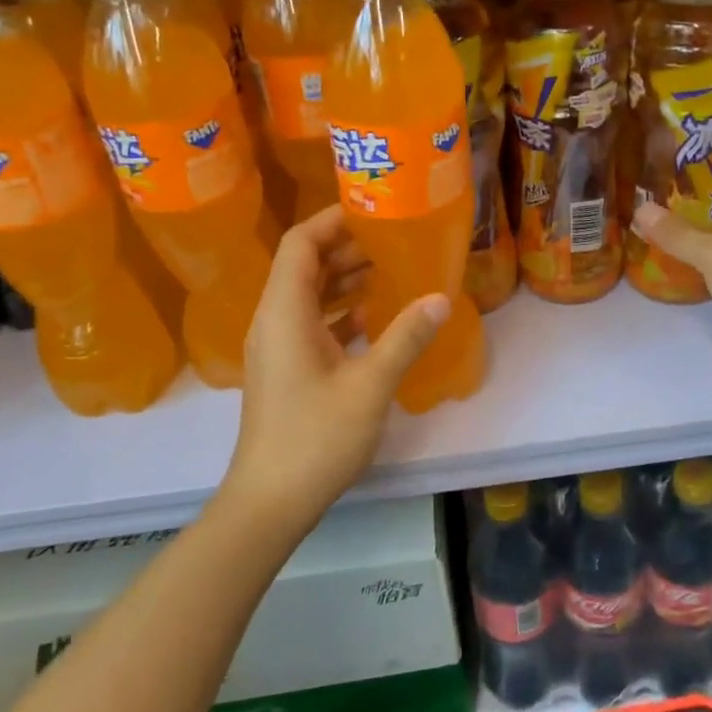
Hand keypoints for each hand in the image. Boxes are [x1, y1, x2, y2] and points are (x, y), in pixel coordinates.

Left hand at [224, 205, 447, 521]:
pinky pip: (312, 323)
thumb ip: (405, 337)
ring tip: (391, 270)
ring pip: (309, 296)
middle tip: (394, 239)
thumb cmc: (316, 438)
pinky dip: (341, 312)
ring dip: (346, 280)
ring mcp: (277, 348)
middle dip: (347, 248)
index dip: (332, 220)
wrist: (270, 501)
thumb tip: (440, 297)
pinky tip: (375, 318)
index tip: (373, 210)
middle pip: (304, 266)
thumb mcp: (370, 385)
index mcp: (284, 313)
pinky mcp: (286, 370)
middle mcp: (274, 321)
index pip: (300, 244)